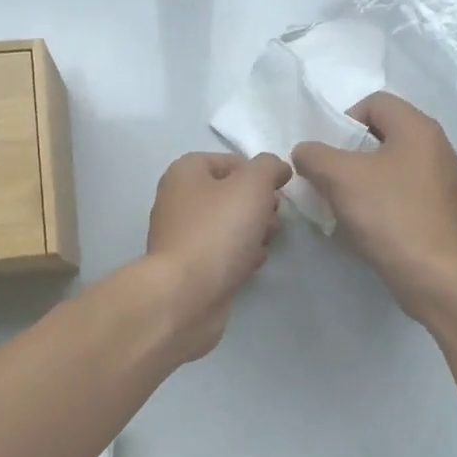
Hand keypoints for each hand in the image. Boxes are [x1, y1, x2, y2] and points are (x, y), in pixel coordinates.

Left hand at [142, 151, 291, 359]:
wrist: (186, 294)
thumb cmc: (217, 231)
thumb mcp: (252, 185)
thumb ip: (268, 167)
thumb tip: (277, 169)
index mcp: (185, 173)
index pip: (229, 161)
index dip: (258, 173)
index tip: (279, 190)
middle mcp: (178, 201)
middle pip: (230, 195)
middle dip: (259, 205)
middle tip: (274, 219)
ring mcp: (182, 237)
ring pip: (228, 226)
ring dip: (254, 231)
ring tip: (267, 242)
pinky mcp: (190, 268)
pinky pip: (222, 254)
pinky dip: (240, 256)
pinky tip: (253, 264)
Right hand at [292, 93, 456, 319]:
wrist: (433, 273)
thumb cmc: (389, 214)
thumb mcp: (340, 178)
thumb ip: (314, 155)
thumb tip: (305, 152)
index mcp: (418, 128)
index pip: (375, 103)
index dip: (344, 120)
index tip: (328, 153)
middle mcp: (436, 146)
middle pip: (383, 133)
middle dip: (350, 152)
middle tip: (329, 177)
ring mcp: (442, 179)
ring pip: (391, 164)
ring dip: (362, 178)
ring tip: (343, 202)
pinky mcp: (440, 209)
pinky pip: (402, 190)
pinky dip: (380, 199)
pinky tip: (366, 222)